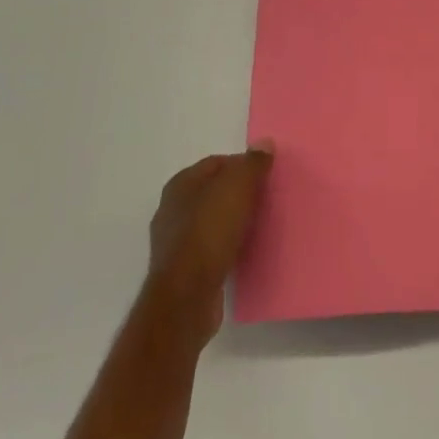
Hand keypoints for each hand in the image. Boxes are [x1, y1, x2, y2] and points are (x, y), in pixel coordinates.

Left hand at [144, 145, 273, 342]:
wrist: (187, 296)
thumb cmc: (210, 231)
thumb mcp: (238, 187)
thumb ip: (253, 163)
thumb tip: (264, 143)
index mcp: (181, 183)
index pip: (217, 162)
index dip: (243, 165)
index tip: (267, 176)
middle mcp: (172, 208)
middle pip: (213, 191)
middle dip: (238, 193)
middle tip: (266, 198)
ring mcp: (174, 241)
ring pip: (211, 220)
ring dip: (233, 221)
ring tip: (259, 225)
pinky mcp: (182, 270)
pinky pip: (210, 247)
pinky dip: (226, 245)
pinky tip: (243, 251)